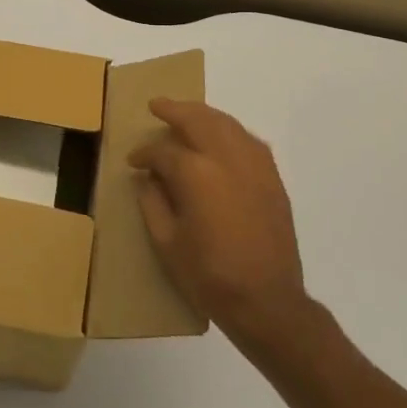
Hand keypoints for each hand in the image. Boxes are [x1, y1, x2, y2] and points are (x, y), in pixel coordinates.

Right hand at [128, 99, 310, 341]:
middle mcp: (226, 158)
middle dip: (174, 110)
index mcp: (196, 173)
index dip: (145, 153)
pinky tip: (221, 136)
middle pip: (198, 119)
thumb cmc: (208, 275)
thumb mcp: (166, 242)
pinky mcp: (272, 178)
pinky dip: (230, 130)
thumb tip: (146, 178)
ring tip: (186, 113)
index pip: (163, 151)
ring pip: (226, 123)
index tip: (134, 161)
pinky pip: (248, 140)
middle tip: (156, 106)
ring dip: (203, 114)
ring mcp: (254, 165)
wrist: (267, 301)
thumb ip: (152, 202)